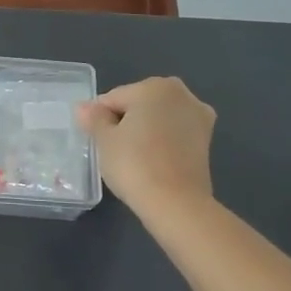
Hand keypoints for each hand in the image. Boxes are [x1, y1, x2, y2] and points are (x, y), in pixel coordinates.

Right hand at [79, 76, 215, 214]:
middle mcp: (182, 94)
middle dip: (125, 121)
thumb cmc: (134, 164)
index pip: (114, 98)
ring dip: (144, 131)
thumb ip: (94, 118)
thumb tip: (84, 107)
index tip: (95, 140)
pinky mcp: (207, 141)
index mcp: (155, 86)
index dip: (99, 118)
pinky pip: (173, 134)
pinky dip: (161, 142)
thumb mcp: (104, 140)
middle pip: (139, 104)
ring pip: (158, 119)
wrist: (176, 203)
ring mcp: (199, 117)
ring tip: (132, 158)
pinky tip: (151, 161)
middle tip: (113, 149)